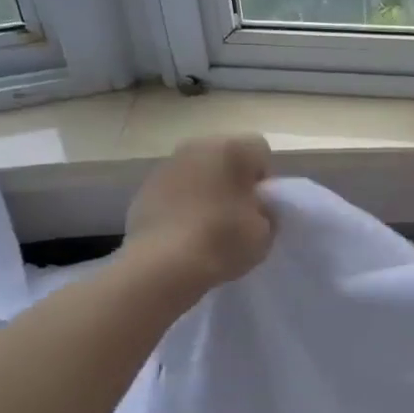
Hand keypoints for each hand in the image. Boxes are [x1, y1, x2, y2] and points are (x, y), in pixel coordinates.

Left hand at [126, 135, 274, 293]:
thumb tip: (257, 205)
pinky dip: (182, 202)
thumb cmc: (222, 242)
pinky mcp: (145, 186)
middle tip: (236, 214)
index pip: (260, 150)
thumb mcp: (265, 233)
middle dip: (233, 179)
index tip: (259, 206)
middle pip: (226, 156)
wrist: (161, 266)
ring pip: (198, 171)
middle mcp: (199, 146)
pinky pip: (175, 188)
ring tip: (207, 225)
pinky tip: (182, 231)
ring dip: (206, 189)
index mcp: (233, 149)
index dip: (264, 178)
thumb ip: (267, 211)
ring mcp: (168, 165)